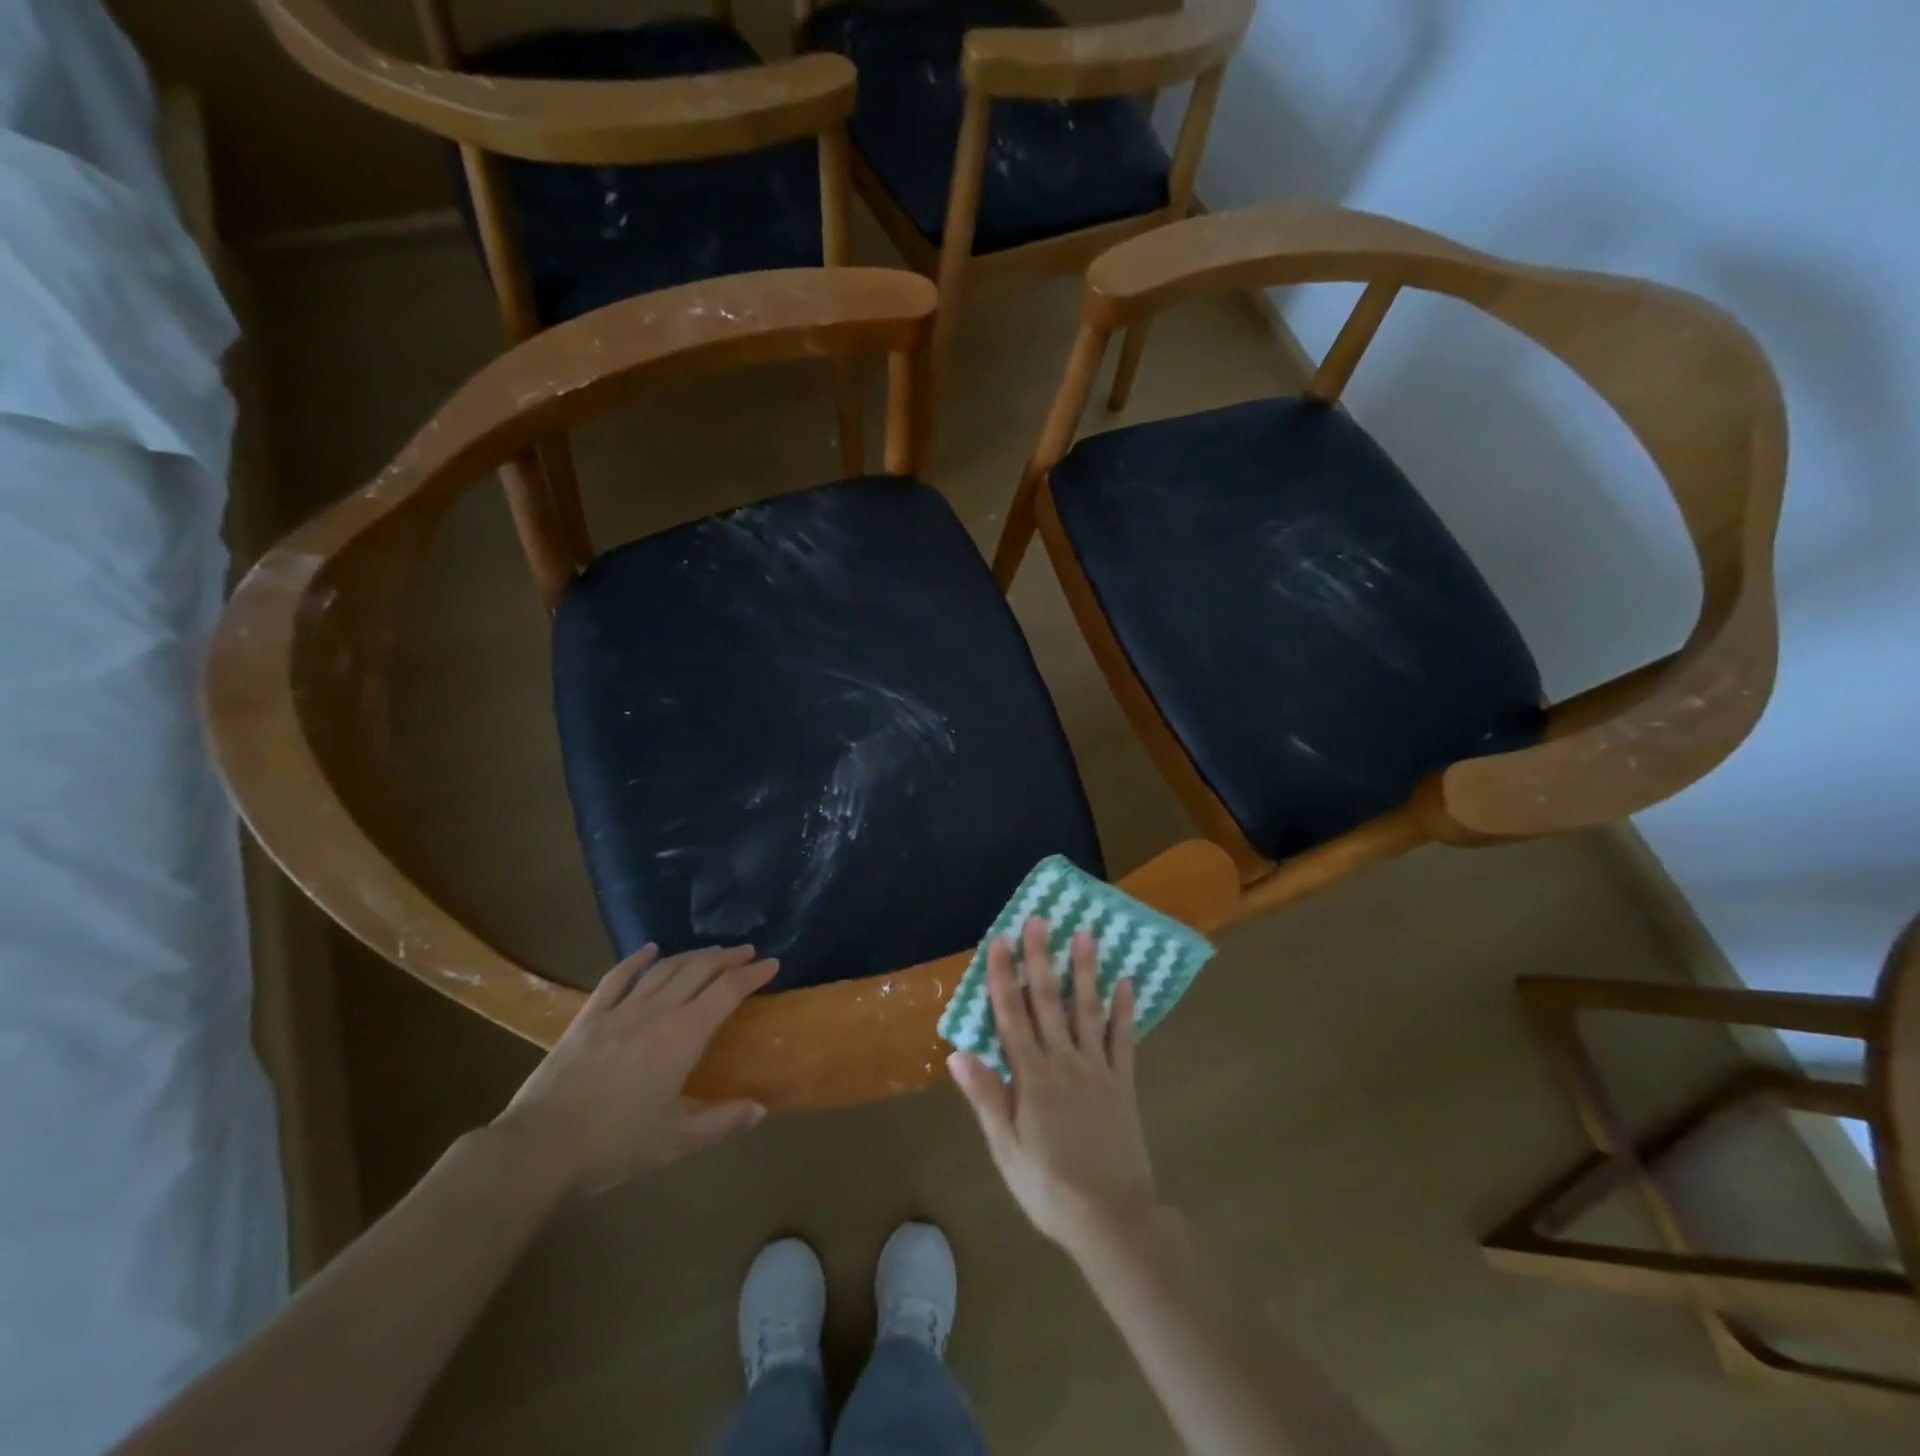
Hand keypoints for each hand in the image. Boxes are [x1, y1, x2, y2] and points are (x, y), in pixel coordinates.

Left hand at [491, 943, 777, 1200]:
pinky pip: (616, 978)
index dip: (752, 974)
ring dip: (692, 955)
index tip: (772, 963)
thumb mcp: (677, 1141)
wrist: (540, 1148)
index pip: (727, 991)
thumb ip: (722, 1121)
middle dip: (727, 957)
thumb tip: (760, 1109)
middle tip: (746, 952)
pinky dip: (636, 960)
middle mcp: (657, 1011)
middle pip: (699, 969)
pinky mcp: (588, 1017)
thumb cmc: (616, 1145)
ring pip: (664, 969)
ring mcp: (620, 1010)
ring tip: (710, 952)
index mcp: (684, 1035)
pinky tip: (649, 950)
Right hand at [949, 917, 1159, 1251]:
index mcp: (1031, 1077)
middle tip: (1041, 919)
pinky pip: (1123, 1038)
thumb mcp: (1006, 1150)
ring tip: (1086, 934)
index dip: (1004, 975)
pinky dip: (1124, 1009)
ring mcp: (1097, 1068)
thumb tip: (957, 1052)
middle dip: (1041, 958)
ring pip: (1088, 1009)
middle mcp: (1063, 1061)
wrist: (1111, 1218)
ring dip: (1085, 970)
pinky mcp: (1123, 1082)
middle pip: (1049, 1001)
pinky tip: (1126, 981)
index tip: (1001, 939)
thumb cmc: (1049, 1188)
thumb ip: (985, 1097)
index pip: (1012, 1015)